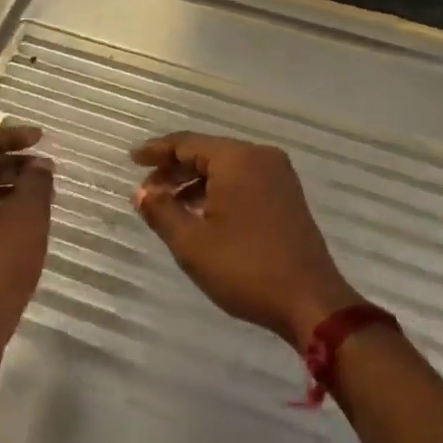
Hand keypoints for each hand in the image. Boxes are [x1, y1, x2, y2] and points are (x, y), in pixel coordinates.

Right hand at [132, 133, 362, 348]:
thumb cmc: (246, 268)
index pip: (187, 142)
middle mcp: (260, 156)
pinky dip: (219, 190)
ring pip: (226, 167)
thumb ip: (162, 211)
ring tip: (169, 205)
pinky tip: (202, 214)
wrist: (311, 300)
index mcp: (237, 158)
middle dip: (175, 168)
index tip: (132, 158)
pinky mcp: (287, 195)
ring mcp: (278, 175)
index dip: (156, 151)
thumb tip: (142, 192)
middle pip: (207, 151)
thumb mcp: (192, 243)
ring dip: (196, 181)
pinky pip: (244, 180)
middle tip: (147, 189)